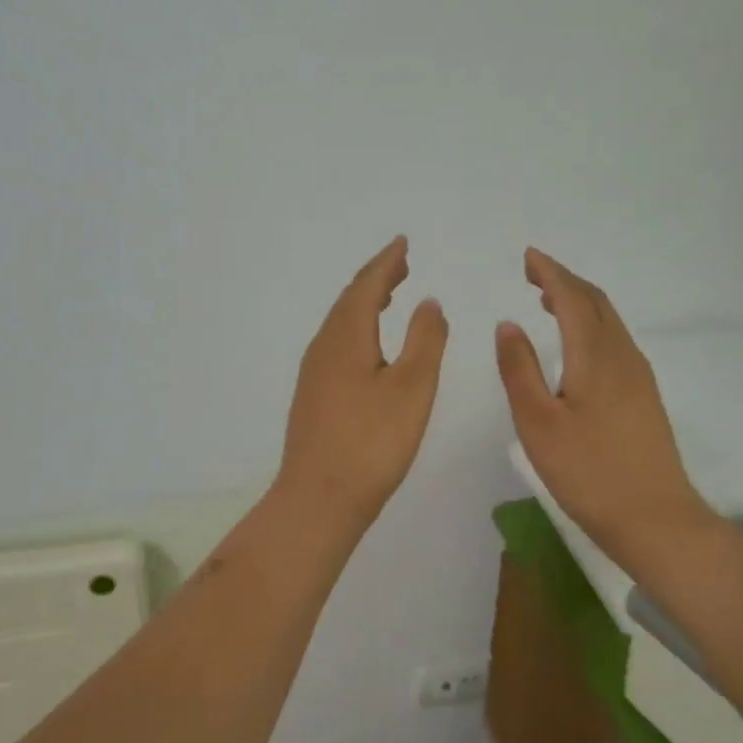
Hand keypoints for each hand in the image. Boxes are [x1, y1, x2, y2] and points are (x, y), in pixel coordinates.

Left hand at [277, 237, 448, 532]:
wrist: (320, 498)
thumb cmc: (372, 442)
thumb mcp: (412, 388)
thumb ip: (424, 340)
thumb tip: (428, 302)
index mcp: (346, 337)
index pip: (366, 286)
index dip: (386, 263)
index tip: (402, 244)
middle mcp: (323, 347)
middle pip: (349, 301)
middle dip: (375, 279)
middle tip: (400, 264)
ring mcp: (314, 373)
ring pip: (340, 324)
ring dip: (364, 303)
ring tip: (387, 295)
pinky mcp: (313, 396)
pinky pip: (336, 344)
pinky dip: (356, 329)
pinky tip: (367, 346)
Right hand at [496, 248, 716, 568]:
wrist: (655, 519)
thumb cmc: (588, 472)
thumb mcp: (538, 423)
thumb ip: (519, 369)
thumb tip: (508, 324)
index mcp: (595, 356)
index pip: (572, 297)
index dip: (550, 272)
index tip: (528, 257)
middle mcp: (622, 356)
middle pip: (596, 302)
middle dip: (565, 280)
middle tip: (534, 273)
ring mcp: (638, 376)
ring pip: (608, 321)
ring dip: (579, 301)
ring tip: (548, 299)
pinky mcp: (644, 396)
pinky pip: (615, 340)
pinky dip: (591, 324)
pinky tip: (577, 344)